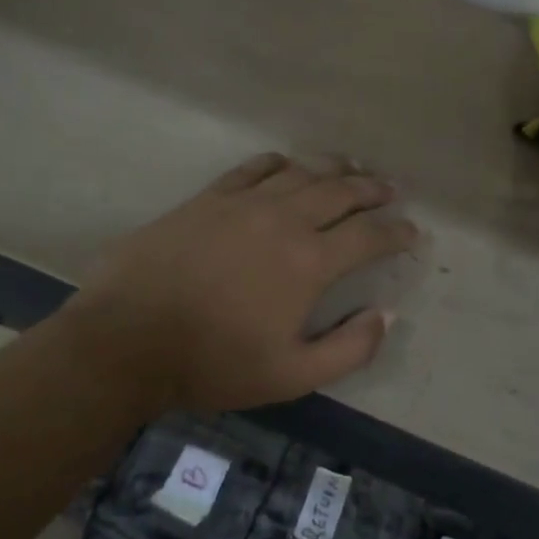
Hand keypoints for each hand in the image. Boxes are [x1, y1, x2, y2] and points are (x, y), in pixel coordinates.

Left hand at [54, 153, 418, 415]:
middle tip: (390, 190)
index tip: (411, 232)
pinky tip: (287, 164)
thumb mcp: (291, 375)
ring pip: (302, 172)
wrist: (127, 339)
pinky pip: (253, 168)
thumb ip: (349, 348)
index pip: (369, 236)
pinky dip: (278, 163)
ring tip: (352, 168)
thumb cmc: (212, 362)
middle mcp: (284, 220)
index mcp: (309, 262)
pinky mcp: (209, 198)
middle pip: (341, 192)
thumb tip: (385, 316)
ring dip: (334, 168)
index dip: (396, 232)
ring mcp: (244, 203)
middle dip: (372, 190)